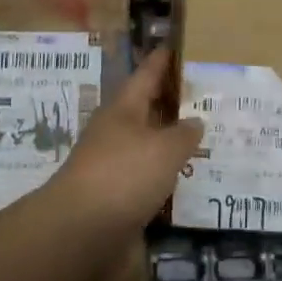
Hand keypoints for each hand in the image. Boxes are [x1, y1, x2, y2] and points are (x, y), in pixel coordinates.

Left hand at [49, 48, 203, 234]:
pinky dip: (164, 177)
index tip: (173, 47)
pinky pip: (145, 179)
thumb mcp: (165, 149)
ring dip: (168, 143)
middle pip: (144, 111)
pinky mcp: (113, 200)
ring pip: (146, 146)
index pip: (145, 75)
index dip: (160, 61)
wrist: (80, 233)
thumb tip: (194, 121)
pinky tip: (184, 182)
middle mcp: (114, 133)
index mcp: (122, 109)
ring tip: (201, 141)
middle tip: (201, 97)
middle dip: (168, 104)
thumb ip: (184, 134)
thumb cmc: (124, 175)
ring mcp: (111, 167)